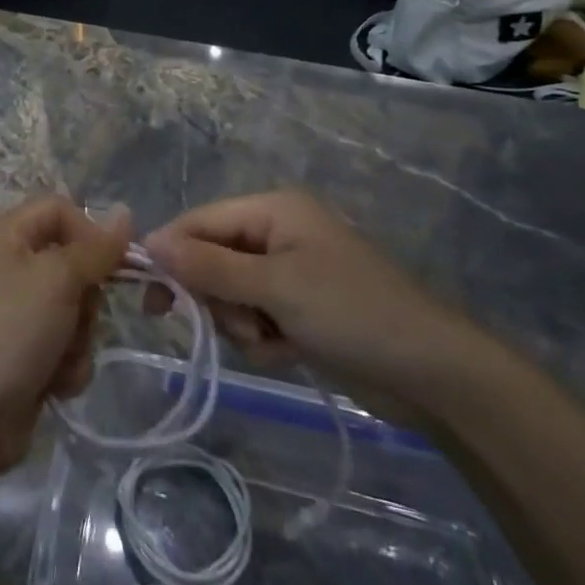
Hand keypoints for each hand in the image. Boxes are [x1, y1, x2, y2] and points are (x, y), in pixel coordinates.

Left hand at [0, 194, 130, 474]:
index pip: (59, 209)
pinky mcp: (24, 353)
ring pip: (75, 308)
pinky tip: (53, 385)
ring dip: (78, 338)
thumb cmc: (9, 331)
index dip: (90, 231)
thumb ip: (96, 248)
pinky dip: (66, 364)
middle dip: (86, 297)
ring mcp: (15, 312)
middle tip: (77, 316)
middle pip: (73, 262)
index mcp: (5, 234)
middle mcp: (8, 266)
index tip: (118, 262)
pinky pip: (65, 344)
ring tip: (59, 359)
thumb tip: (125, 212)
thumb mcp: (57, 279)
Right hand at [143, 191, 480, 412]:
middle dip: (218, 297)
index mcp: (273, 210)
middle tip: (239, 326)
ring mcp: (290, 271)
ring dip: (241, 322)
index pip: (200, 222)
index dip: (172, 254)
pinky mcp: (301, 307)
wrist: (435, 375)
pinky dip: (262, 337)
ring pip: (230, 292)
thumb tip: (149, 241)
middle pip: (212, 258)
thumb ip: (208, 266)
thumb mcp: (274, 287)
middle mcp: (277, 232)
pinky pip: (255, 316)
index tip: (152, 298)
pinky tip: (288, 351)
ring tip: (272, 341)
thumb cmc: (352, 313)